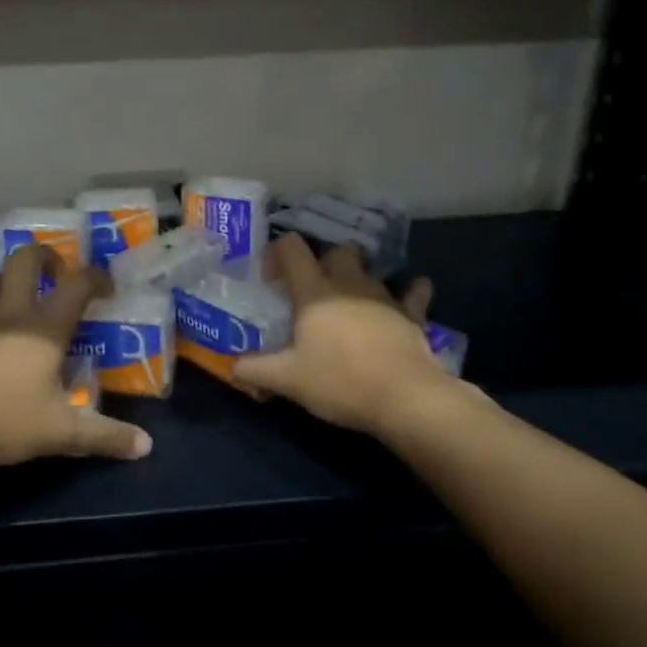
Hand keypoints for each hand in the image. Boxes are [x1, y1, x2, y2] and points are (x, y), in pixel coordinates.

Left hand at [0, 245, 152, 470]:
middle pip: (25, 260)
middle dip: (46, 257)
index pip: (77, 284)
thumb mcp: (61, 433)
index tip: (108, 288)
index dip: (97, 277)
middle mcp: (10, 313)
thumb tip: (145, 447)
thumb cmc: (3, 421)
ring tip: (23, 299)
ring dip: (11, 278)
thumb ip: (105, 436)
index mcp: (44, 328)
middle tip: (58, 276)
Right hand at [234, 235, 452, 436]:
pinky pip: (414, 292)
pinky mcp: (412, 314)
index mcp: (315, 293)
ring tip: (349, 300)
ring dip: (359, 277)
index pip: (292, 248)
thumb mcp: (286, 380)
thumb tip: (233, 366)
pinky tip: (408, 295)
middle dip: (323, 262)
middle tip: (312, 289)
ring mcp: (384, 296)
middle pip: (336, 251)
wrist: (403, 397)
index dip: (278, 252)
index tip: (271, 277)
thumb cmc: (339, 381)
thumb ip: (254, 369)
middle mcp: (349, 284)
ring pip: (370, 269)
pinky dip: (410, 291)